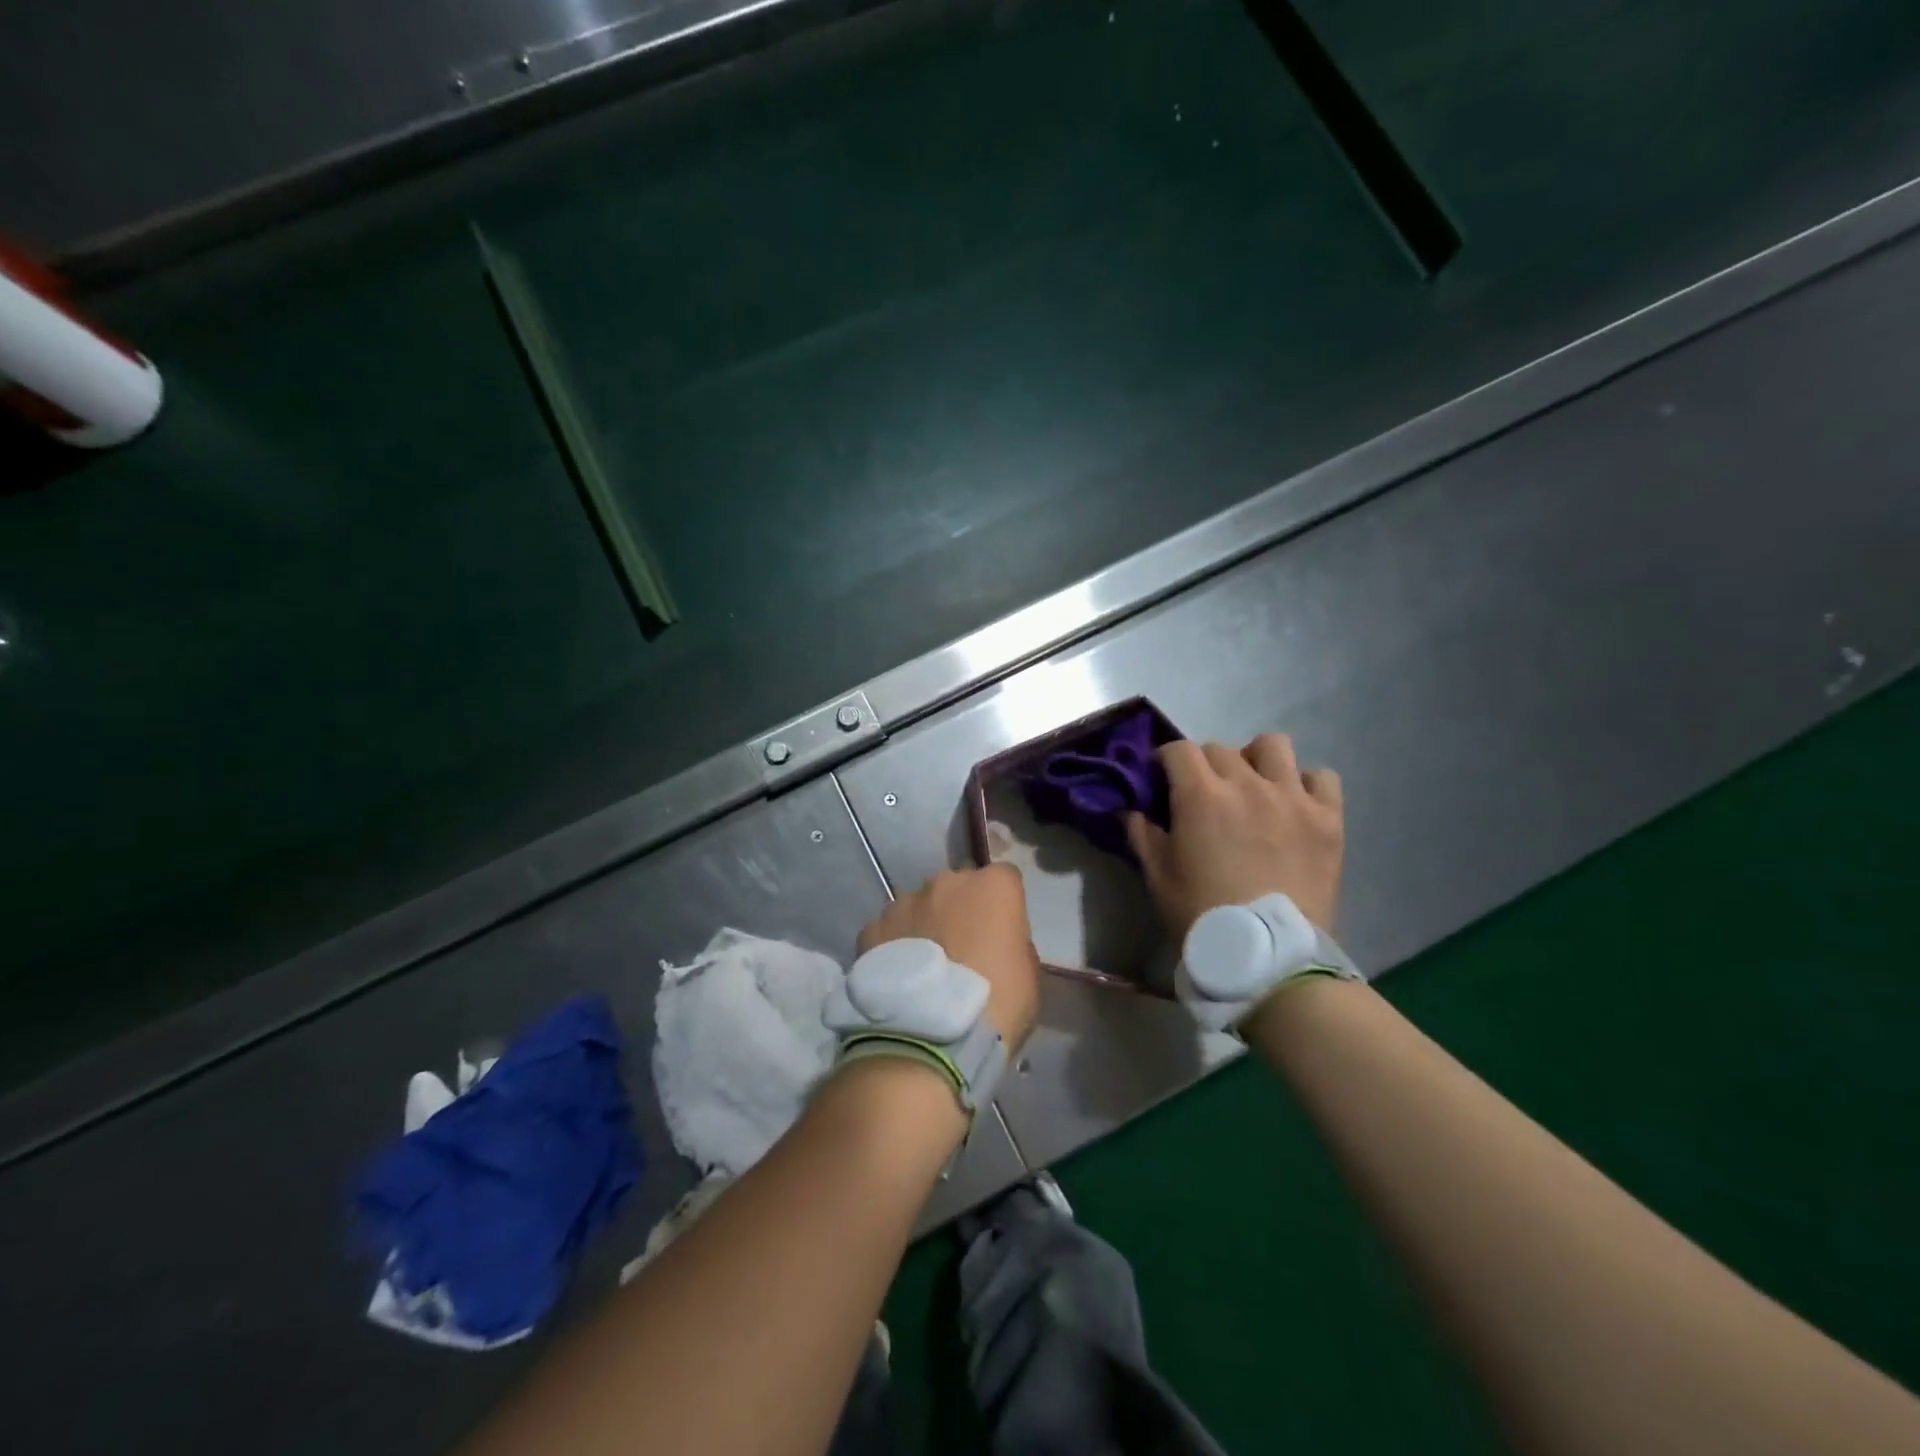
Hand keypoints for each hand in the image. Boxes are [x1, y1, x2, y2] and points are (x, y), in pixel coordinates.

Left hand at [856, 865, 1041, 1050]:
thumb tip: (998, 942)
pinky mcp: (872, 927)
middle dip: (961, 910)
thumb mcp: (1028, 976)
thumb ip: (1014, 944)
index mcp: (993, 887)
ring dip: (925, 925)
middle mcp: (947, 882)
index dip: (1003, 906)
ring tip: (925, 968)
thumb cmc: (996, 1005)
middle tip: (962, 949)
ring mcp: (905, 901)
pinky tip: (898, 979)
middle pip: (958, 887)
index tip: (1001, 934)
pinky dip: (894, 947)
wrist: (930, 1038)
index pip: (1005, 879)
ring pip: (920, 906)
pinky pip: (889, 931)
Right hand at [1127, 734, 1343, 937]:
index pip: (1178, 749)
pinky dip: (1305, 784)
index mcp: (1201, 796)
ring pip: (1273, 746)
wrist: (1269, 956)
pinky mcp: (1328, 818)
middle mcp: (1247, 784)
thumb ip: (1142, 834)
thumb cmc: (1203, 915)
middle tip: (1203, 795)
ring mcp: (1292, 798)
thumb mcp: (1158, 877)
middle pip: (1220, 749)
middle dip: (1204, 765)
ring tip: (1253, 785)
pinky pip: (1322, 777)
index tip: (1162, 779)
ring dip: (1256, 759)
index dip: (1165, 760)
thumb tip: (1132, 809)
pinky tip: (1294, 804)